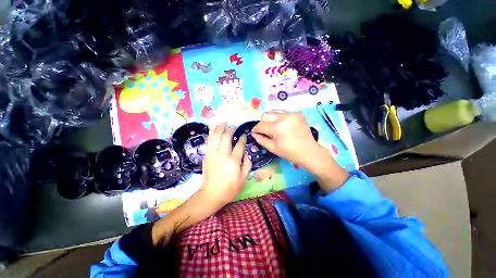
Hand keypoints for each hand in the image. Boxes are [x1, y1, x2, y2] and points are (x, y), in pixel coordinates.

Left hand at [200, 123, 251, 208]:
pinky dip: (211, 133)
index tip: (244, 135)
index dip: (242, 138)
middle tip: (233, 126)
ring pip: (216, 136)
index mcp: (233, 160)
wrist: (212, 194)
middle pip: (226, 137)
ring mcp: (213, 154)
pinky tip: (214, 129)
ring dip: (219, 128)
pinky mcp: (206, 155)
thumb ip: (247, 164)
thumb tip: (245, 153)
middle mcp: (222, 154)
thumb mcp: (244, 178)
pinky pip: (209, 141)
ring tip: (223, 123)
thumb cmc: (230, 188)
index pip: (239, 145)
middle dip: (230, 129)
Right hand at [251, 111, 321, 166]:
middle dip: (263, 123)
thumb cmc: (289, 152)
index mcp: (277, 127)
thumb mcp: (272, 148)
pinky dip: (281, 118)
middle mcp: (284, 116)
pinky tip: (285, 125)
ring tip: (275, 127)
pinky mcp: (298, 113)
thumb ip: (261, 139)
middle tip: (266, 131)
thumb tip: (254, 133)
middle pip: (266, 115)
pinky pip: (284, 112)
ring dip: (272, 119)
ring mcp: (292, 113)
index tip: (255, 133)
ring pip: (275, 111)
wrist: (309, 152)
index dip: (256, 129)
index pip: (260, 125)